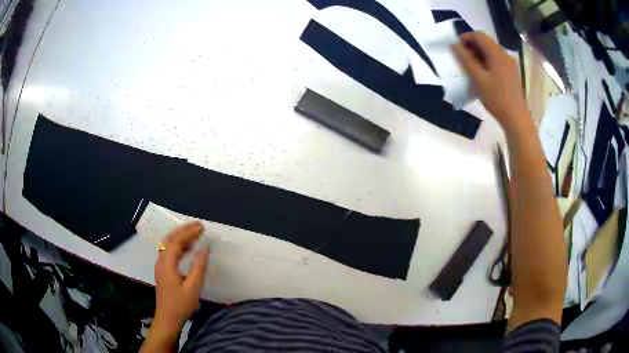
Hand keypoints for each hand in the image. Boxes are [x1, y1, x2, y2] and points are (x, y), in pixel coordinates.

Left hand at [153, 221, 208, 335]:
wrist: (167, 318)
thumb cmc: (181, 304)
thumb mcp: (193, 288)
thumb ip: (199, 267)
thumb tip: (205, 248)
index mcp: (166, 264)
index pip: (176, 241)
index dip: (189, 232)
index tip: (202, 228)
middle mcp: (161, 261)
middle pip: (170, 239)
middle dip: (184, 230)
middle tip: (199, 226)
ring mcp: (160, 265)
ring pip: (168, 244)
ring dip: (181, 236)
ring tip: (195, 233)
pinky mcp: (163, 270)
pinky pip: (169, 252)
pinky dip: (179, 245)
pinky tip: (188, 248)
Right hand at [452, 32, 528, 131]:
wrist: (516, 118)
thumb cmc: (497, 99)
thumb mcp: (478, 79)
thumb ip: (465, 60)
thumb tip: (454, 45)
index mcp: (498, 54)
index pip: (480, 36)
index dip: (466, 37)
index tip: (456, 46)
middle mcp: (505, 55)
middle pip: (486, 42)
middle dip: (472, 46)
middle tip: (461, 57)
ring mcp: (510, 64)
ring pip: (491, 51)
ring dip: (479, 54)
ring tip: (470, 66)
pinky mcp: (511, 72)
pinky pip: (497, 60)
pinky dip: (487, 61)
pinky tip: (482, 72)